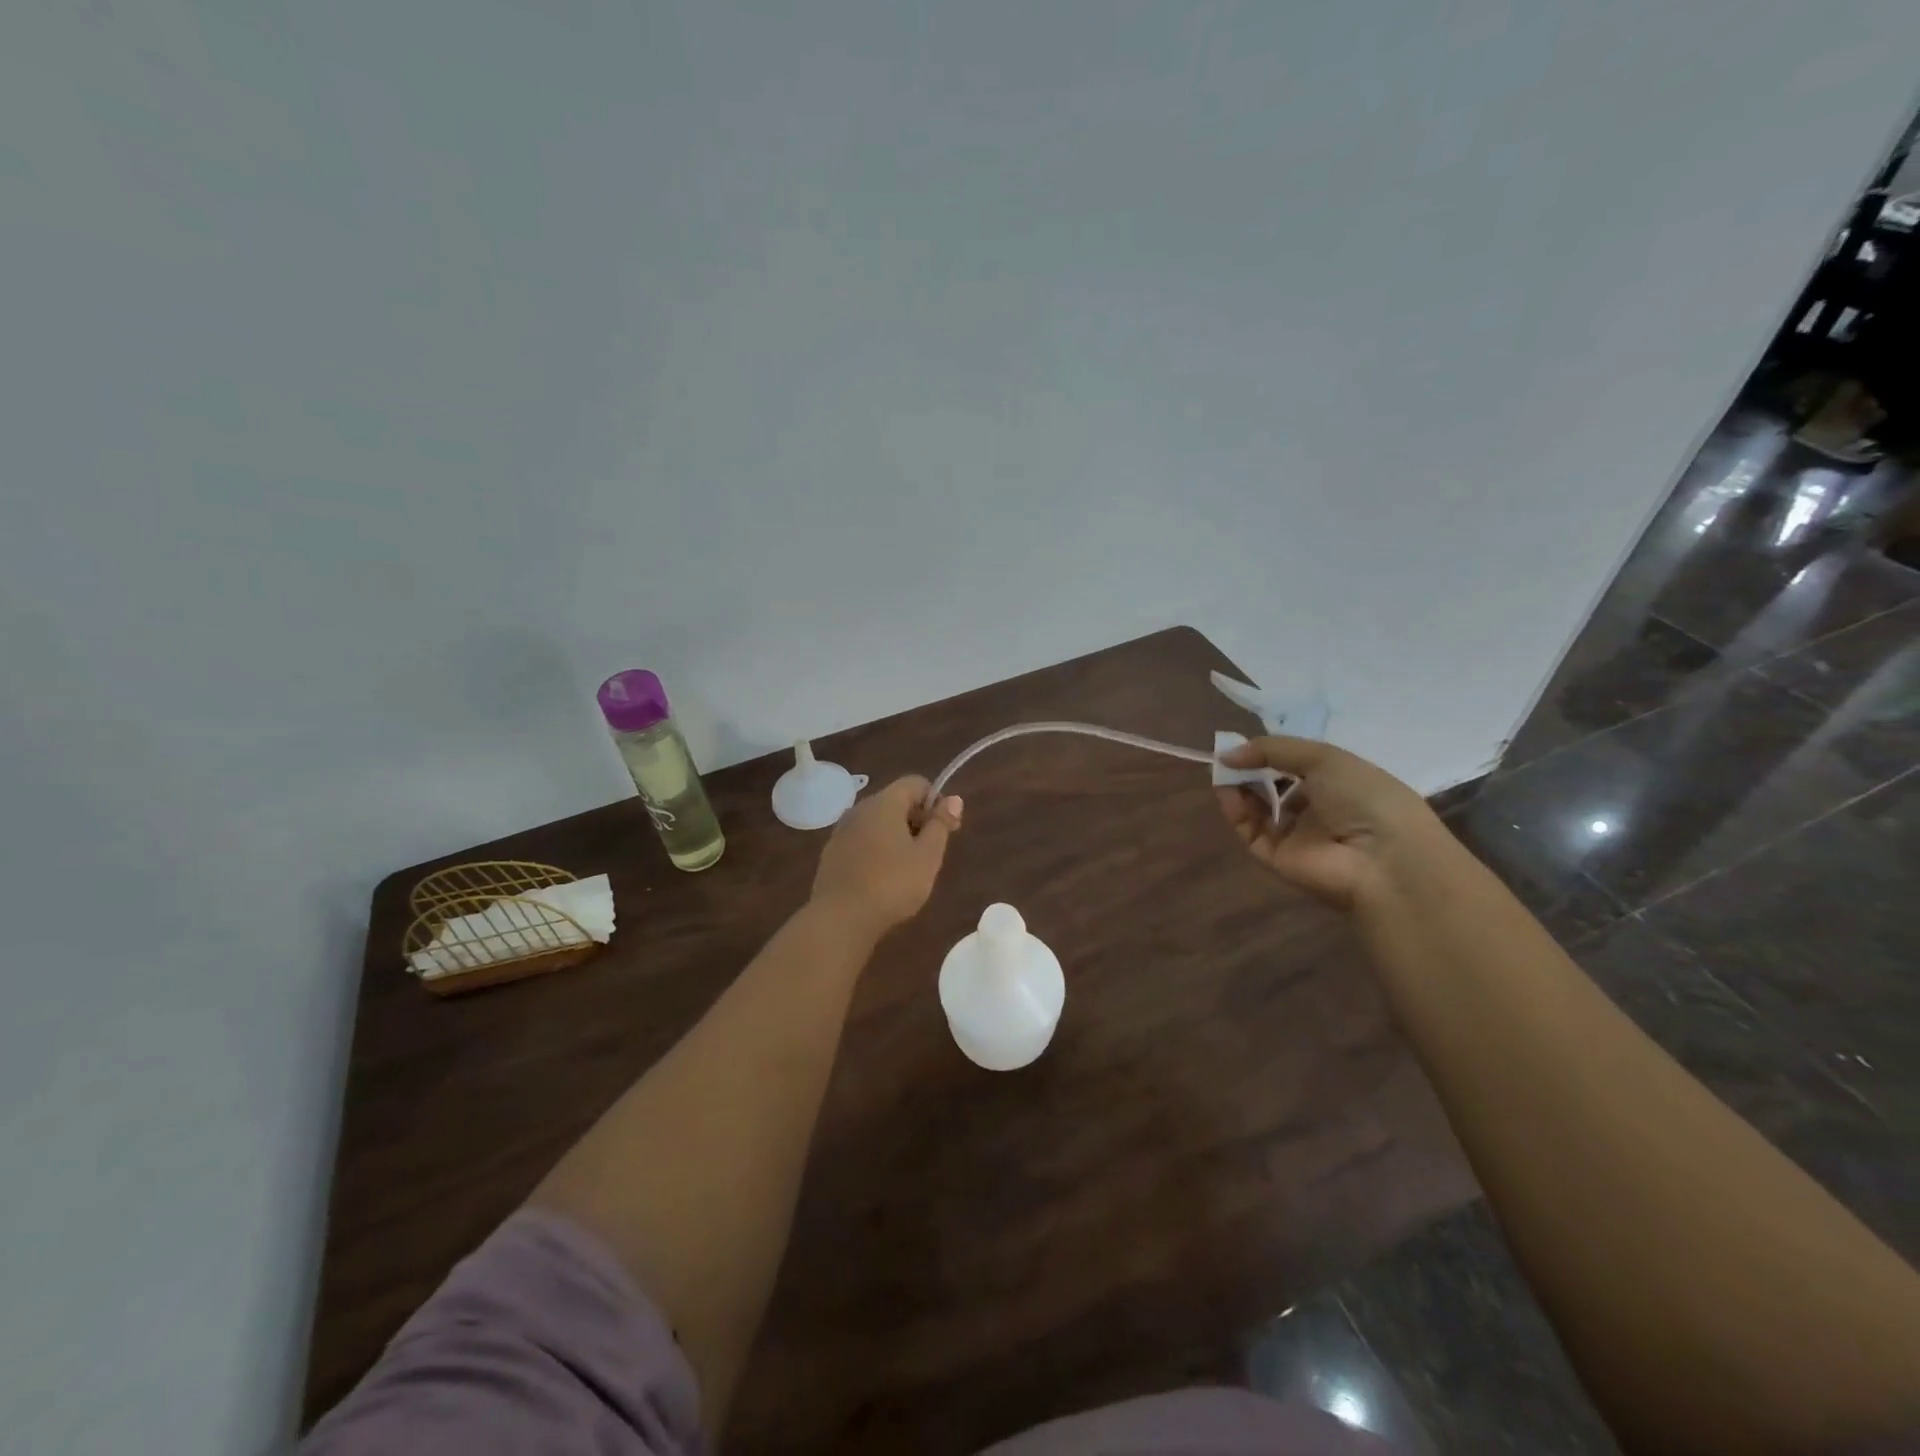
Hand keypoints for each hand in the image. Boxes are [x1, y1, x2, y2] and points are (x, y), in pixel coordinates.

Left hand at [810, 776, 961, 938]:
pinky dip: (877, 849)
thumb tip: (953, 799)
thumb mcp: (928, 856)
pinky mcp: (832, 854)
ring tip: (908, 868)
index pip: (915, 783)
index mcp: (884, 803)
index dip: (936, 800)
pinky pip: (862, 840)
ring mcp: (842, 831)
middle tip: (931, 852)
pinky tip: (883, 878)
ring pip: (877, 822)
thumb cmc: (892, 885)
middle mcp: (860, 809)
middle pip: (895, 801)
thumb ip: (940, 824)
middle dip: (917, 819)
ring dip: (897, 836)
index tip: (947, 828)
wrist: (839, 919)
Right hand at [1216, 737, 1450, 908]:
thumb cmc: (1363, 797)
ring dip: (1238, 788)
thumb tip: (1227, 754)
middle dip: (1249, 771)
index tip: (1244, 745)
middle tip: (1227, 758)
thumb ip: (1273, 749)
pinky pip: (1249, 831)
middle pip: (1274, 788)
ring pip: (1257, 810)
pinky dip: (1234, 810)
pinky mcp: (1276, 858)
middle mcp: (1318, 810)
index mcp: (1339, 785)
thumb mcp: (1323, 758)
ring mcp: (1296, 837)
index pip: (1296, 768)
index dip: (1270, 755)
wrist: (1381, 859)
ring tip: (1222, 771)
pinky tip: (1225, 790)